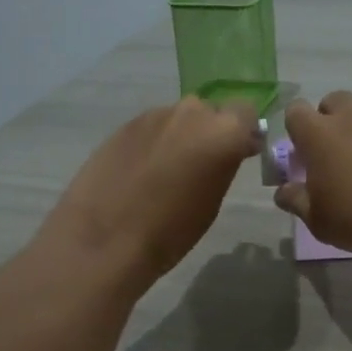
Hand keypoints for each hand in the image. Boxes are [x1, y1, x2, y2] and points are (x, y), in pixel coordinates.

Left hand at [39, 96, 260, 290]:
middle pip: (211, 112)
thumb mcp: (211, 202)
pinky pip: (152, 127)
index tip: (238, 154)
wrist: (105, 238)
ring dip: (181, 136)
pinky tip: (142, 171)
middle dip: (211, 132)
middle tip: (202, 164)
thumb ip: (224, 166)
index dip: (243, 133)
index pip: (246, 114)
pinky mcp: (124, 124)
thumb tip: (227, 152)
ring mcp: (154, 115)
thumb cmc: (170, 232)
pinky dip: (155, 142)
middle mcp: (191, 113)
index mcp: (222, 133)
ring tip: (168, 170)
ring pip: (179, 118)